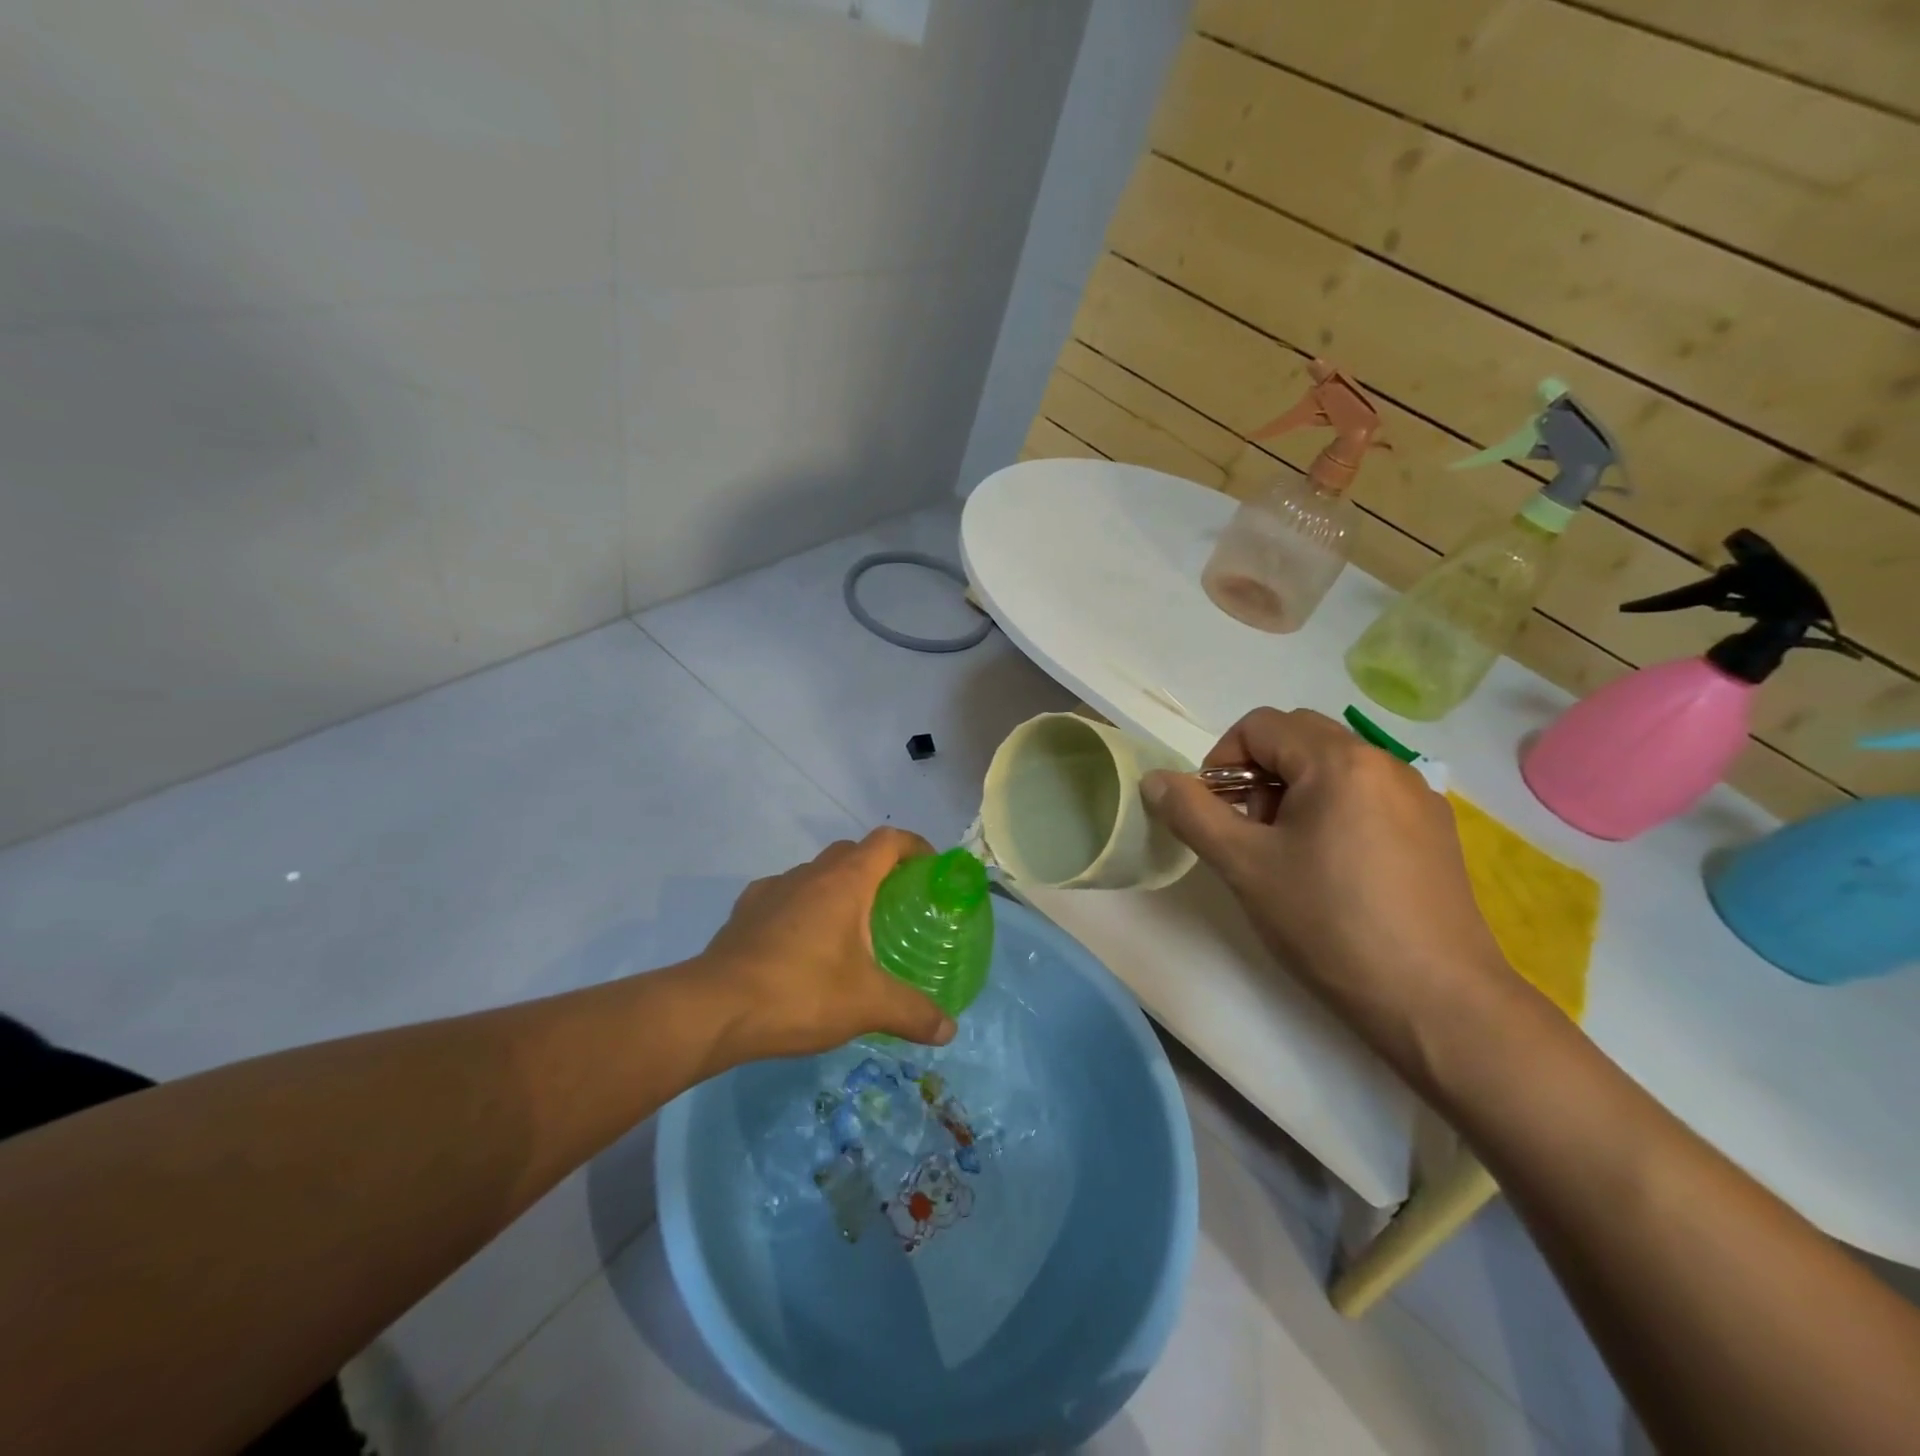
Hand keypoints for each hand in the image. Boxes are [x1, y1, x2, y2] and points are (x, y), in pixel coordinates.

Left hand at [701, 828, 957, 1061]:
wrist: (715, 1009)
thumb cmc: (801, 992)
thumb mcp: (867, 1006)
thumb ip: (913, 1013)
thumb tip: (949, 1030)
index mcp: (845, 881)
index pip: (888, 841)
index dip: (914, 846)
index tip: (930, 869)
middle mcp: (810, 873)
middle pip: (852, 852)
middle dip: (878, 868)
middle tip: (895, 904)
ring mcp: (773, 889)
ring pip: (816, 873)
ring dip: (838, 887)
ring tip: (850, 927)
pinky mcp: (746, 910)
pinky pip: (785, 895)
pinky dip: (802, 907)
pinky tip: (802, 943)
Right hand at [1141, 709, 1513, 1066]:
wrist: (1437, 1003)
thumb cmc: (1329, 924)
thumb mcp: (1245, 866)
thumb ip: (1192, 814)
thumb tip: (1154, 779)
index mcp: (1339, 761)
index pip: (1260, 725)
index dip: (1221, 761)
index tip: (1214, 814)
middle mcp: (1385, 763)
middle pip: (1299, 738)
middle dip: (1258, 774)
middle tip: (1249, 832)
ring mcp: (1418, 798)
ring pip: (1334, 767)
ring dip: (1294, 793)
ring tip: (1288, 856)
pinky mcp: (1435, 832)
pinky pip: (1368, 796)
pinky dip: (1333, 812)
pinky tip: (1333, 871)